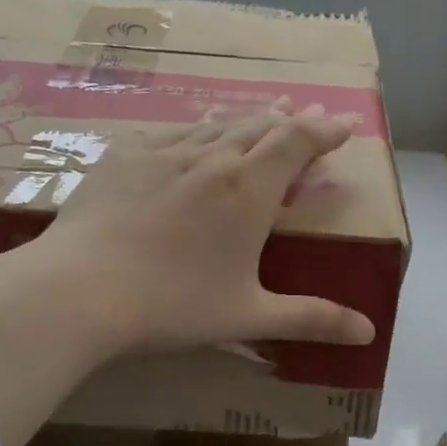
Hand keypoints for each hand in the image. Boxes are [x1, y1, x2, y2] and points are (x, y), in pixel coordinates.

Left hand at [32, 104, 376, 356]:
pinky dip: (196, 125)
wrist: (79, 290)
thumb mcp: (248, 315)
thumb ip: (310, 319)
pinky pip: (171, 130)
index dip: (324, 131)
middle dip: (289, 121)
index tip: (343, 123)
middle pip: (260, 127)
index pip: (297, 144)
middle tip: (306, 113)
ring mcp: (164, 153)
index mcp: (249, 191)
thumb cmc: (172, 306)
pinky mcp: (123, 156)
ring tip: (263, 112)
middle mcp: (212, 159)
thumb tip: (367, 333)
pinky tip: (194, 127)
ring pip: (216, 124)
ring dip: (246, 118)